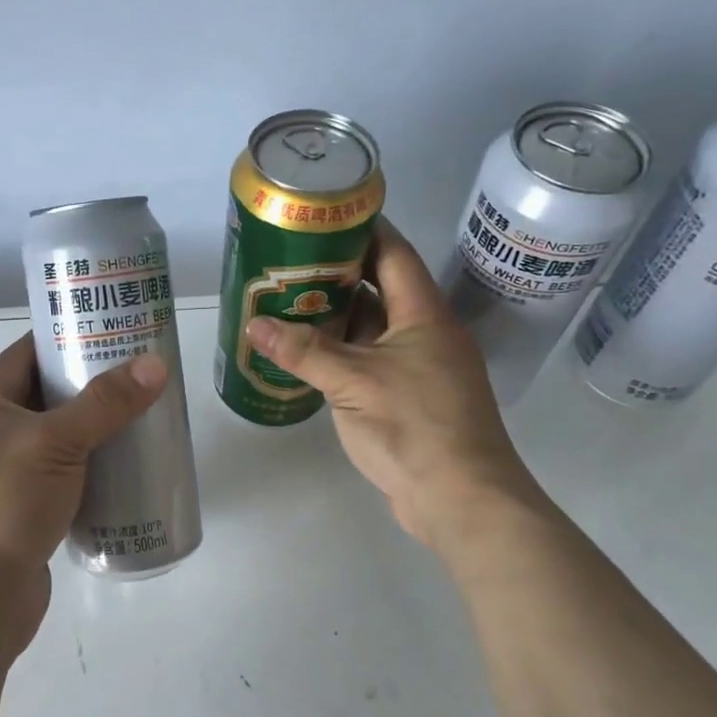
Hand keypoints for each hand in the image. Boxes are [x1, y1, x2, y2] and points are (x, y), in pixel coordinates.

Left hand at [0, 334, 167, 652]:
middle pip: (44, 399)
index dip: (63, 339)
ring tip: (141, 420)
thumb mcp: (55, 443)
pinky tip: (125, 474)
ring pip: (55, 443)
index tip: (109, 331)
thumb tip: (155, 364)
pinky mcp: (21, 517)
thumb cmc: (3, 506)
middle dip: (88, 387)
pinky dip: (89, 474)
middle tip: (139, 377)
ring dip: (92, 433)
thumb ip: (104, 404)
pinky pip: (61, 482)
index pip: (24, 356)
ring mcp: (4, 481)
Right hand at [245, 219, 537, 548]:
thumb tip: (255, 325)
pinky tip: (307, 354)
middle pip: (380, 290)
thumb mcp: (352, 383)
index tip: (326, 216)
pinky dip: (341, 354)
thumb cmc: (414, 426)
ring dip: (336, 318)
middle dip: (338, 275)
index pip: (394, 254)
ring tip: (288, 302)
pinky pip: (370, 362)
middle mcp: (425, 334)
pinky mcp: (409, 399)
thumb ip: (304, 351)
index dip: (364, 230)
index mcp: (424, 315)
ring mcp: (419, 369)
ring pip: (373, 330)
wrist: (461, 499)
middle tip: (290, 262)